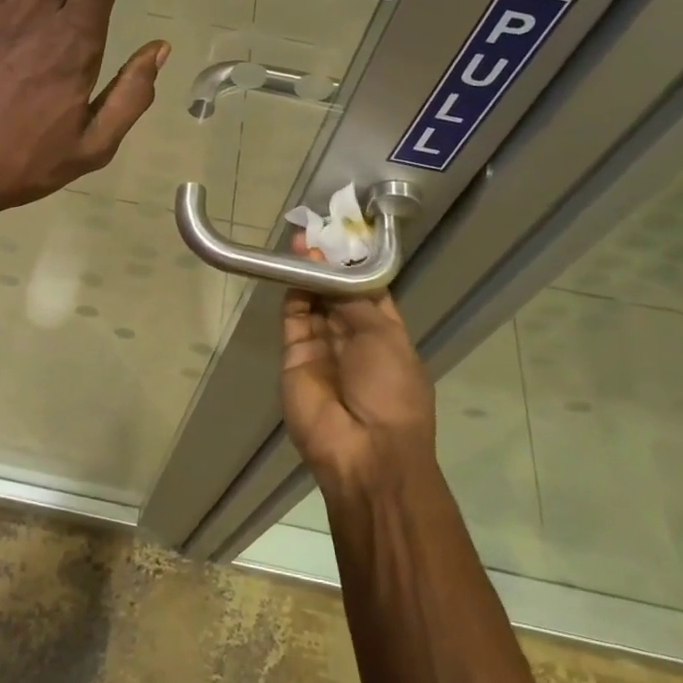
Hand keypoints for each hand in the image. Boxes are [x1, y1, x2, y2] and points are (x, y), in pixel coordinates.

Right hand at [281, 236, 438, 500]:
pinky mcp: (295, 357)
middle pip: (337, 294)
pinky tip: (292, 268)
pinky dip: (292, 295)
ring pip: (313, 303)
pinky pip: (293, 320)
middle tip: (315, 232)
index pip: (368, 291)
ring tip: (300, 242)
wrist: (363, 450)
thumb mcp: (385, 338)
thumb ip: (355, 300)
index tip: (342, 235)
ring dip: (308, 274)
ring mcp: (323, 349)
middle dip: (328, 265)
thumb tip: (333, 269)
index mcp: (386, 335)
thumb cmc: (390, 391)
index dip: (355, 265)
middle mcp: (353, 339)